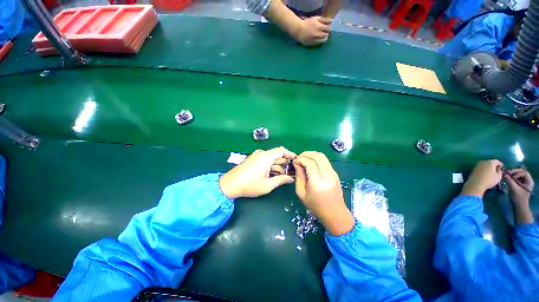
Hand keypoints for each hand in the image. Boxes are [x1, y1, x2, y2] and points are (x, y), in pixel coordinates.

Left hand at [219, 147, 295, 198]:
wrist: (229, 185)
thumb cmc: (249, 185)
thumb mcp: (268, 184)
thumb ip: (281, 180)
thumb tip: (291, 179)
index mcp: (266, 156)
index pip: (282, 150)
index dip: (290, 154)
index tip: (296, 161)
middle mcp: (261, 154)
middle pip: (277, 155)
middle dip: (285, 163)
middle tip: (291, 173)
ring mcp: (256, 156)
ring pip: (271, 159)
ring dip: (278, 166)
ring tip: (283, 177)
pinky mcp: (253, 160)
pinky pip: (265, 161)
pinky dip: (271, 166)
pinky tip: (274, 175)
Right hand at [293, 151, 354, 235]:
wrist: (335, 213)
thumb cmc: (315, 206)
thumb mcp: (301, 193)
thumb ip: (299, 176)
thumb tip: (297, 163)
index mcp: (318, 183)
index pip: (310, 163)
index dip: (301, 159)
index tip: (295, 161)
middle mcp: (328, 176)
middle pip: (318, 156)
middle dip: (306, 154)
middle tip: (299, 158)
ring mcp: (333, 174)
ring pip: (323, 156)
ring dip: (312, 155)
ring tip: (304, 159)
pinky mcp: (335, 173)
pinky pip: (325, 161)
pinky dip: (316, 159)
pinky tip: (311, 163)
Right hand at [294, 16, 330, 45]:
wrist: (298, 30)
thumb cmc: (307, 23)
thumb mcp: (315, 18)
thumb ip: (323, 20)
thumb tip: (330, 21)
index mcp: (319, 27)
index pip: (328, 29)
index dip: (328, 28)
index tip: (327, 28)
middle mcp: (318, 34)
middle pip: (326, 35)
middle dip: (326, 33)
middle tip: (325, 32)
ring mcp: (315, 40)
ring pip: (323, 40)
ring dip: (324, 38)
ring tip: (322, 36)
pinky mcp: (312, 44)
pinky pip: (318, 43)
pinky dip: (319, 41)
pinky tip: (318, 39)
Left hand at [461, 160, 502, 197]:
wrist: (476, 184)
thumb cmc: (489, 180)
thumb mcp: (498, 176)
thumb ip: (500, 171)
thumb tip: (499, 169)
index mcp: (490, 162)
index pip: (497, 161)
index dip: (500, 164)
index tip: (502, 168)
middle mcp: (483, 162)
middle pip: (490, 163)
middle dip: (494, 166)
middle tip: (497, 171)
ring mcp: (477, 165)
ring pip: (485, 165)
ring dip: (488, 168)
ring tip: (491, 173)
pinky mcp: (473, 169)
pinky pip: (481, 168)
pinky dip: (484, 170)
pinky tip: (485, 175)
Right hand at [505, 168, 534, 204]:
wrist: (519, 206)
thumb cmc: (518, 198)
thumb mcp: (514, 189)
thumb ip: (510, 181)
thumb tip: (504, 174)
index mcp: (529, 181)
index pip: (524, 172)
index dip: (517, 172)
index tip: (511, 176)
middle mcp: (527, 180)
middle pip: (521, 172)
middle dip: (514, 172)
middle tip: (507, 173)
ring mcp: (523, 183)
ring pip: (518, 175)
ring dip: (512, 175)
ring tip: (506, 176)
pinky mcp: (519, 184)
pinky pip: (516, 178)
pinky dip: (511, 178)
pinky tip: (507, 179)